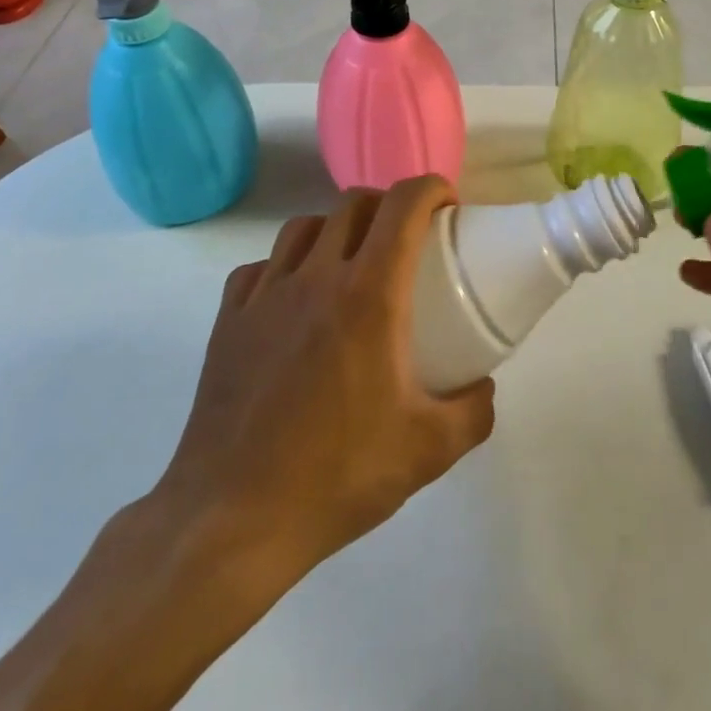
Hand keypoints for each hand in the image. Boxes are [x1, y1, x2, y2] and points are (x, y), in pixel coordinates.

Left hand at [147, 176, 495, 594]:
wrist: (232, 520)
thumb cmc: (338, 475)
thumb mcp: (428, 451)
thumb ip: (473, 412)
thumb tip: (483, 388)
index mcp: (368, 295)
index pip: (402, 206)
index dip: (431, 189)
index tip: (449, 206)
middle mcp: (315, 278)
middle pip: (353, 204)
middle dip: (388, 205)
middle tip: (408, 238)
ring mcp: (264, 295)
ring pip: (304, 227)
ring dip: (336, 228)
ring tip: (351, 262)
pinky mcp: (227, 320)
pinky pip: (261, 267)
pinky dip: (286, 266)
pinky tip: (294, 300)